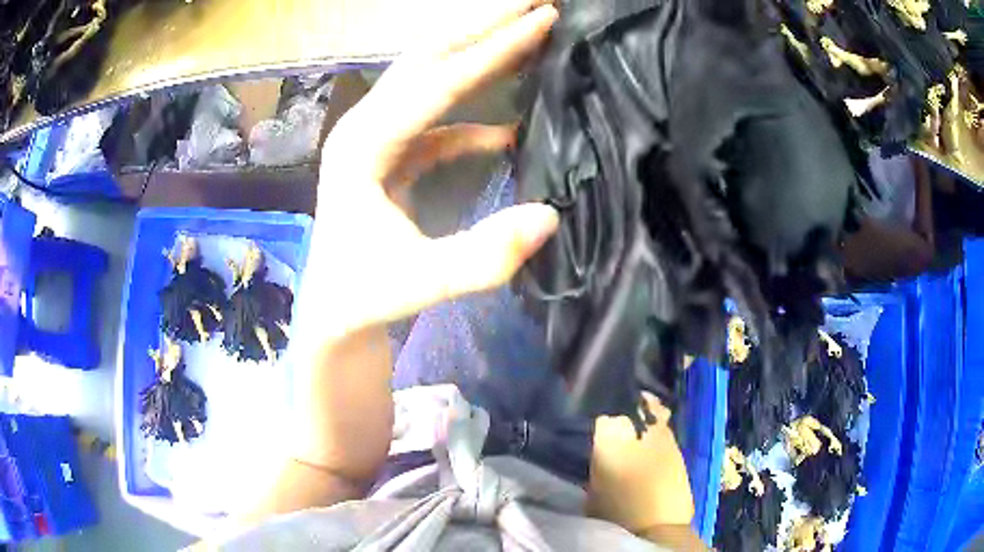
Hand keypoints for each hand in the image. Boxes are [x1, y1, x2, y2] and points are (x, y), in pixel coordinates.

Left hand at [302, 0, 560, 339]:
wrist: (334, 311)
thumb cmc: (365, 297)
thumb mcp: (422, 283)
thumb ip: (483, 256)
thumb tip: (549, 215)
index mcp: (363, 144)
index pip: (440, 80)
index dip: (496, 48)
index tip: (544, 17)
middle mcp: (365, 125)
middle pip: (430, 56)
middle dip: (485, 24)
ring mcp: (377, 136)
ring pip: (431, 77)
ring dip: (479, 53)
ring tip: (527, 33)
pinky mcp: (390, 154)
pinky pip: (436, 118)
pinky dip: (471, 113)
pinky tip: (506, 127)